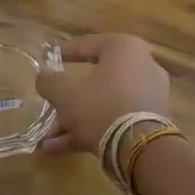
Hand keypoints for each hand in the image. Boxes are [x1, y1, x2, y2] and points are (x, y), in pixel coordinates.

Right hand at [34, 34, 170, 155]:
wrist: (140, 147)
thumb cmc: (100, 106)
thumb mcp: (64, 92)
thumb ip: (49, 81)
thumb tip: (44, 77)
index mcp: (124, 49)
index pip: (88, 44)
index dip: (64, 52)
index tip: (48, 59)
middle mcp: (142, 67)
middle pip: (95, 80)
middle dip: (66, 100)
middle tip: (48, 108)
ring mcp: (148, 97)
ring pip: (102, 104)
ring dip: (73, 121)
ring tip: (47, 139)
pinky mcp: (149, 123)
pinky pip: (114, 120)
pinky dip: (89, 131)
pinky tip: (58, 149)